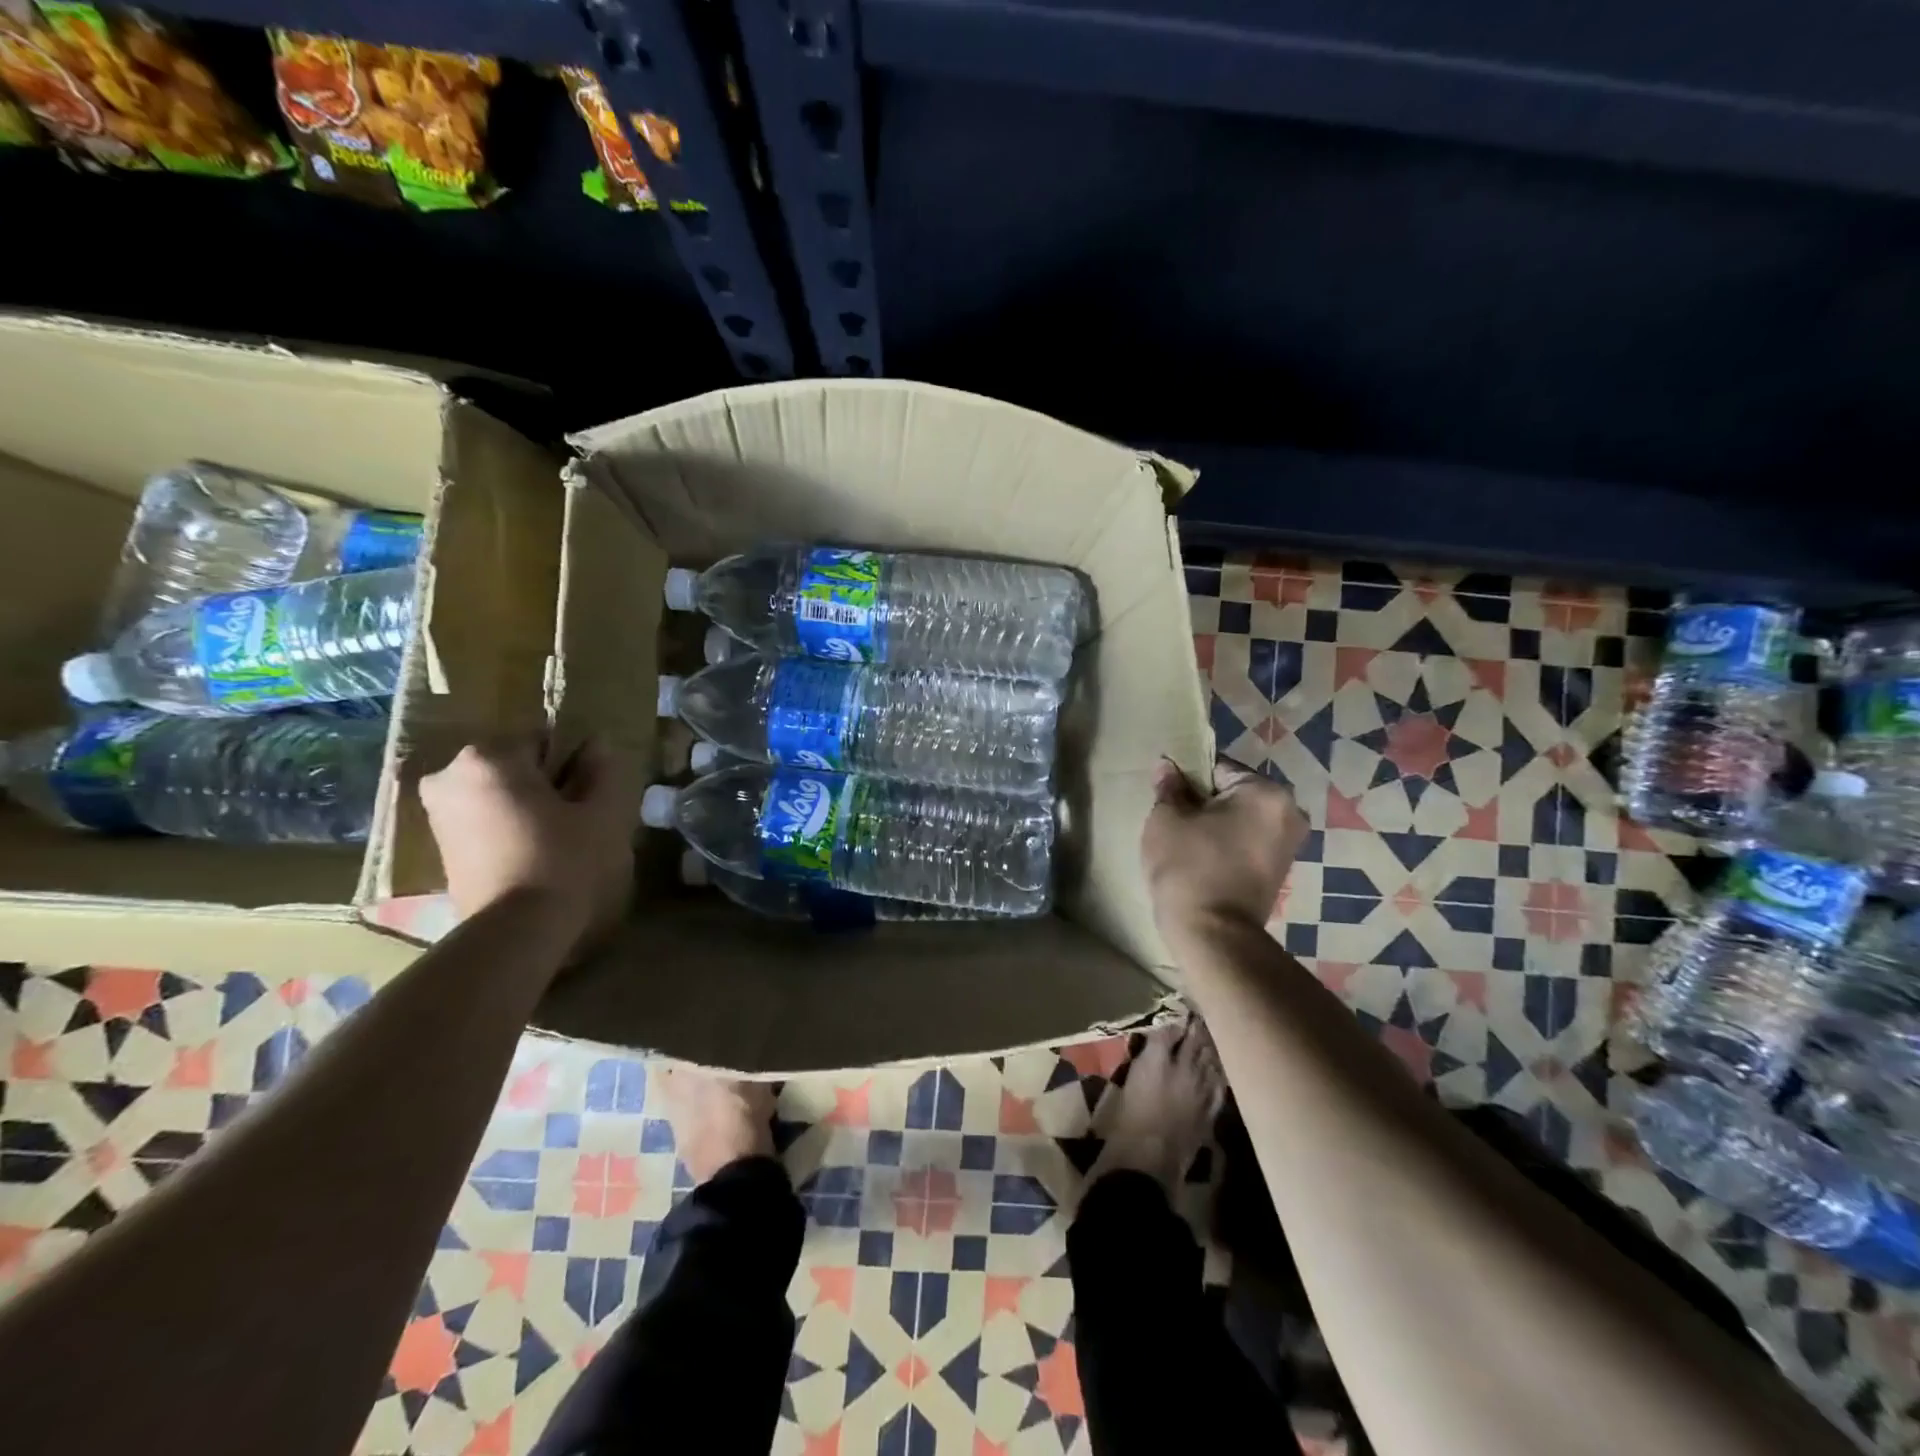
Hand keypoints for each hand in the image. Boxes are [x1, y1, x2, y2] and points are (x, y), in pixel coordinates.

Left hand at [418, 737, 634, 953]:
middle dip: (548, 786)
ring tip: (559, 842)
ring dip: (529, 809)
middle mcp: (449, 776)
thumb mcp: (603, 811)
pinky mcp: (438, 849)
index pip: (544, 741)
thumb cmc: (566, 860)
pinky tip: (535, 857)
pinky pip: (484, 822)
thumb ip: (602, 770)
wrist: (517, 932)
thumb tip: (596, 743)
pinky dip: (509, 830)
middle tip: (577, 820)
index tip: (591, 796)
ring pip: (500, 795)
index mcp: (488, 756)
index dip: (574, 766)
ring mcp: (437, 814)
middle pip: (517, 768)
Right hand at [1142, 758, 1308, 935]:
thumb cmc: (1189, 867)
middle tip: (1172, 819)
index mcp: (1265, 792)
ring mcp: (1289, 843)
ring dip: (1214, 823)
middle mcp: (1289, 812)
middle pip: (1233, 792)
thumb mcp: (1167, 819)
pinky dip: (1226, 843)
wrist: (1212, 935)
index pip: (1217, 767)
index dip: (1186, 777)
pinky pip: (1247, 840)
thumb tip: (1168, 766)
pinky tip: (1201, 859)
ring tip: (1184, 842)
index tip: (1166, 796)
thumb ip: (1169, 787)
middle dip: (1203, 801)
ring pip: (1240, 817)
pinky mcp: (1280, 870)